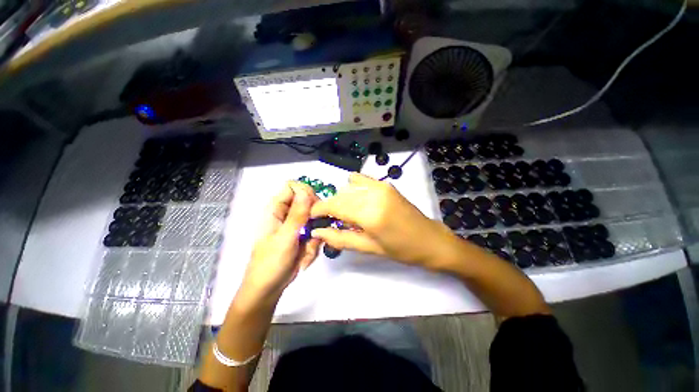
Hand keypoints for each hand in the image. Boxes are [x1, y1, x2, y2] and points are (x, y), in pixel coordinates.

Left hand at [237, 181, 320, 304]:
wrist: (268, 290)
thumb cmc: (270, 264)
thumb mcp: (285, 238)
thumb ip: (297, 214)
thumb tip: (305, 191)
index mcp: (276, 209)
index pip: (294, 187)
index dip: (306, 193)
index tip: (315, 208)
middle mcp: (286, 213)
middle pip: (308, 202)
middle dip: (314, 218)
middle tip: (313, 234)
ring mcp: (295, 225)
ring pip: (315, 219)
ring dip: (315, 235)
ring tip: (306, 251)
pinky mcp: (302, 236)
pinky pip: (316, 232)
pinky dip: (314, 244)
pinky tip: (305, 257)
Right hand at [310, 173, 454, 268]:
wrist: (430, 239)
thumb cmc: (401, 250)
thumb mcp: (369, 248)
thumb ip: (341, 238)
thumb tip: (318, 232)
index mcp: (370, 213)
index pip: (335, 205)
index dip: (319, 209)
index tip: (312, 216)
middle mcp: (374, 194)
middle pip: (340, 195)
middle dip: (331, 206)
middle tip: (332, 221)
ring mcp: (381, 186)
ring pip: (348, 187)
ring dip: (342, 198)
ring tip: (348, 214)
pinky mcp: (386, 184)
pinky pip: (361, 180)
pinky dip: (353, 189)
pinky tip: (358, 202)